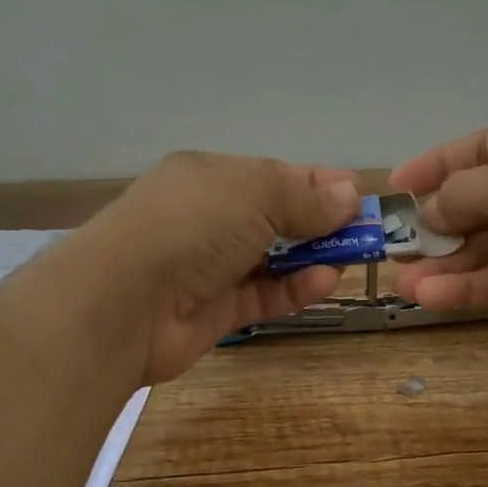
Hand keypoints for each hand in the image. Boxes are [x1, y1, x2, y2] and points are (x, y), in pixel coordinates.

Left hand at [84, 151, 360, 382]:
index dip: (318, 184)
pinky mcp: (214, 311)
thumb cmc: (190, 225)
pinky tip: (325, 282)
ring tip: (351, 259)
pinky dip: (293, 289)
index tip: (359, 196)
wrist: (122, 302)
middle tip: (365, 234)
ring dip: (311, 257)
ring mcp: (208, 267)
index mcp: (210, 177)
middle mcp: (208, 218)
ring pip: (272, 259)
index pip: (274, 176)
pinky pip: (262, 296)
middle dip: (321, 223)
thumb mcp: (254, 193)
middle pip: (275, 217)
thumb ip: (305, 196)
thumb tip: (350, 192)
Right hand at [390, 123, 487, 372]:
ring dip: (444, 263)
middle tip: (395, 244)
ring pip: (485, 246)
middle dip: (436, 223)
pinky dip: (467, 286)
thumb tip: (429, 210)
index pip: (484, 147)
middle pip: (480, 201)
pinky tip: (432, 297)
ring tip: (404, 282)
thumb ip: (466, 190)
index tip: (396, 186)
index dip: (437, 164)